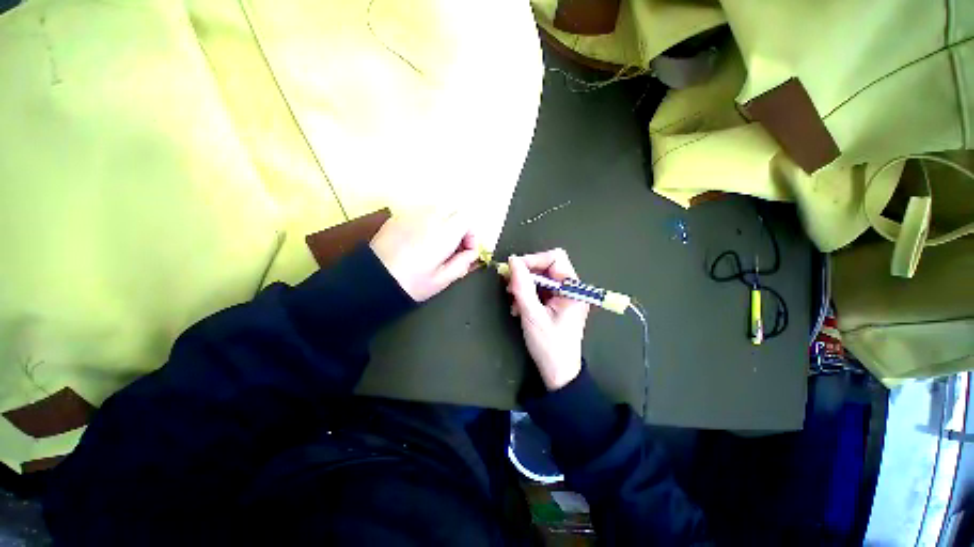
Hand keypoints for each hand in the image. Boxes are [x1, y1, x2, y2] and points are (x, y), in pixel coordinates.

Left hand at [370, 212, 480, 301]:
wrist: (372, 279)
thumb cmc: (411, 282)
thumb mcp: (442, 280)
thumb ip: (462, 264)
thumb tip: (471, 254)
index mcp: (444, 232)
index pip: (467, 219)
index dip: (471, 234)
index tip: (466, 251)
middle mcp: (430, 217)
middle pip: (454, 210)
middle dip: (459, 226)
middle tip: (453, 247)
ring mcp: (412, 214)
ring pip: (437, 209)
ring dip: (443, 223)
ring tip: (435, 244)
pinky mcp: (398, 216)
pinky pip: (420, 213)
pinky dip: (426, 223)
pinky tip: (417, 241)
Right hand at [507, 249, 589, 390]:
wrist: (558, 373)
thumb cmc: (549, 345)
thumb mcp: (532, 315)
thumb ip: (522, 286)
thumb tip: (512, 261)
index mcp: (573, 289)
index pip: (555, 258)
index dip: (533, 260)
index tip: (514, 271)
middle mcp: (571, 288)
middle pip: (546, 267)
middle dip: (526, 275)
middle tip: (510, 287)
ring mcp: (564, 296)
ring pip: (540, 278)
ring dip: (524, 287)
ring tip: (514, 302)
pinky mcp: (557, 304)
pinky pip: (539, 290)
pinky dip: (527, 295)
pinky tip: (519, 309)